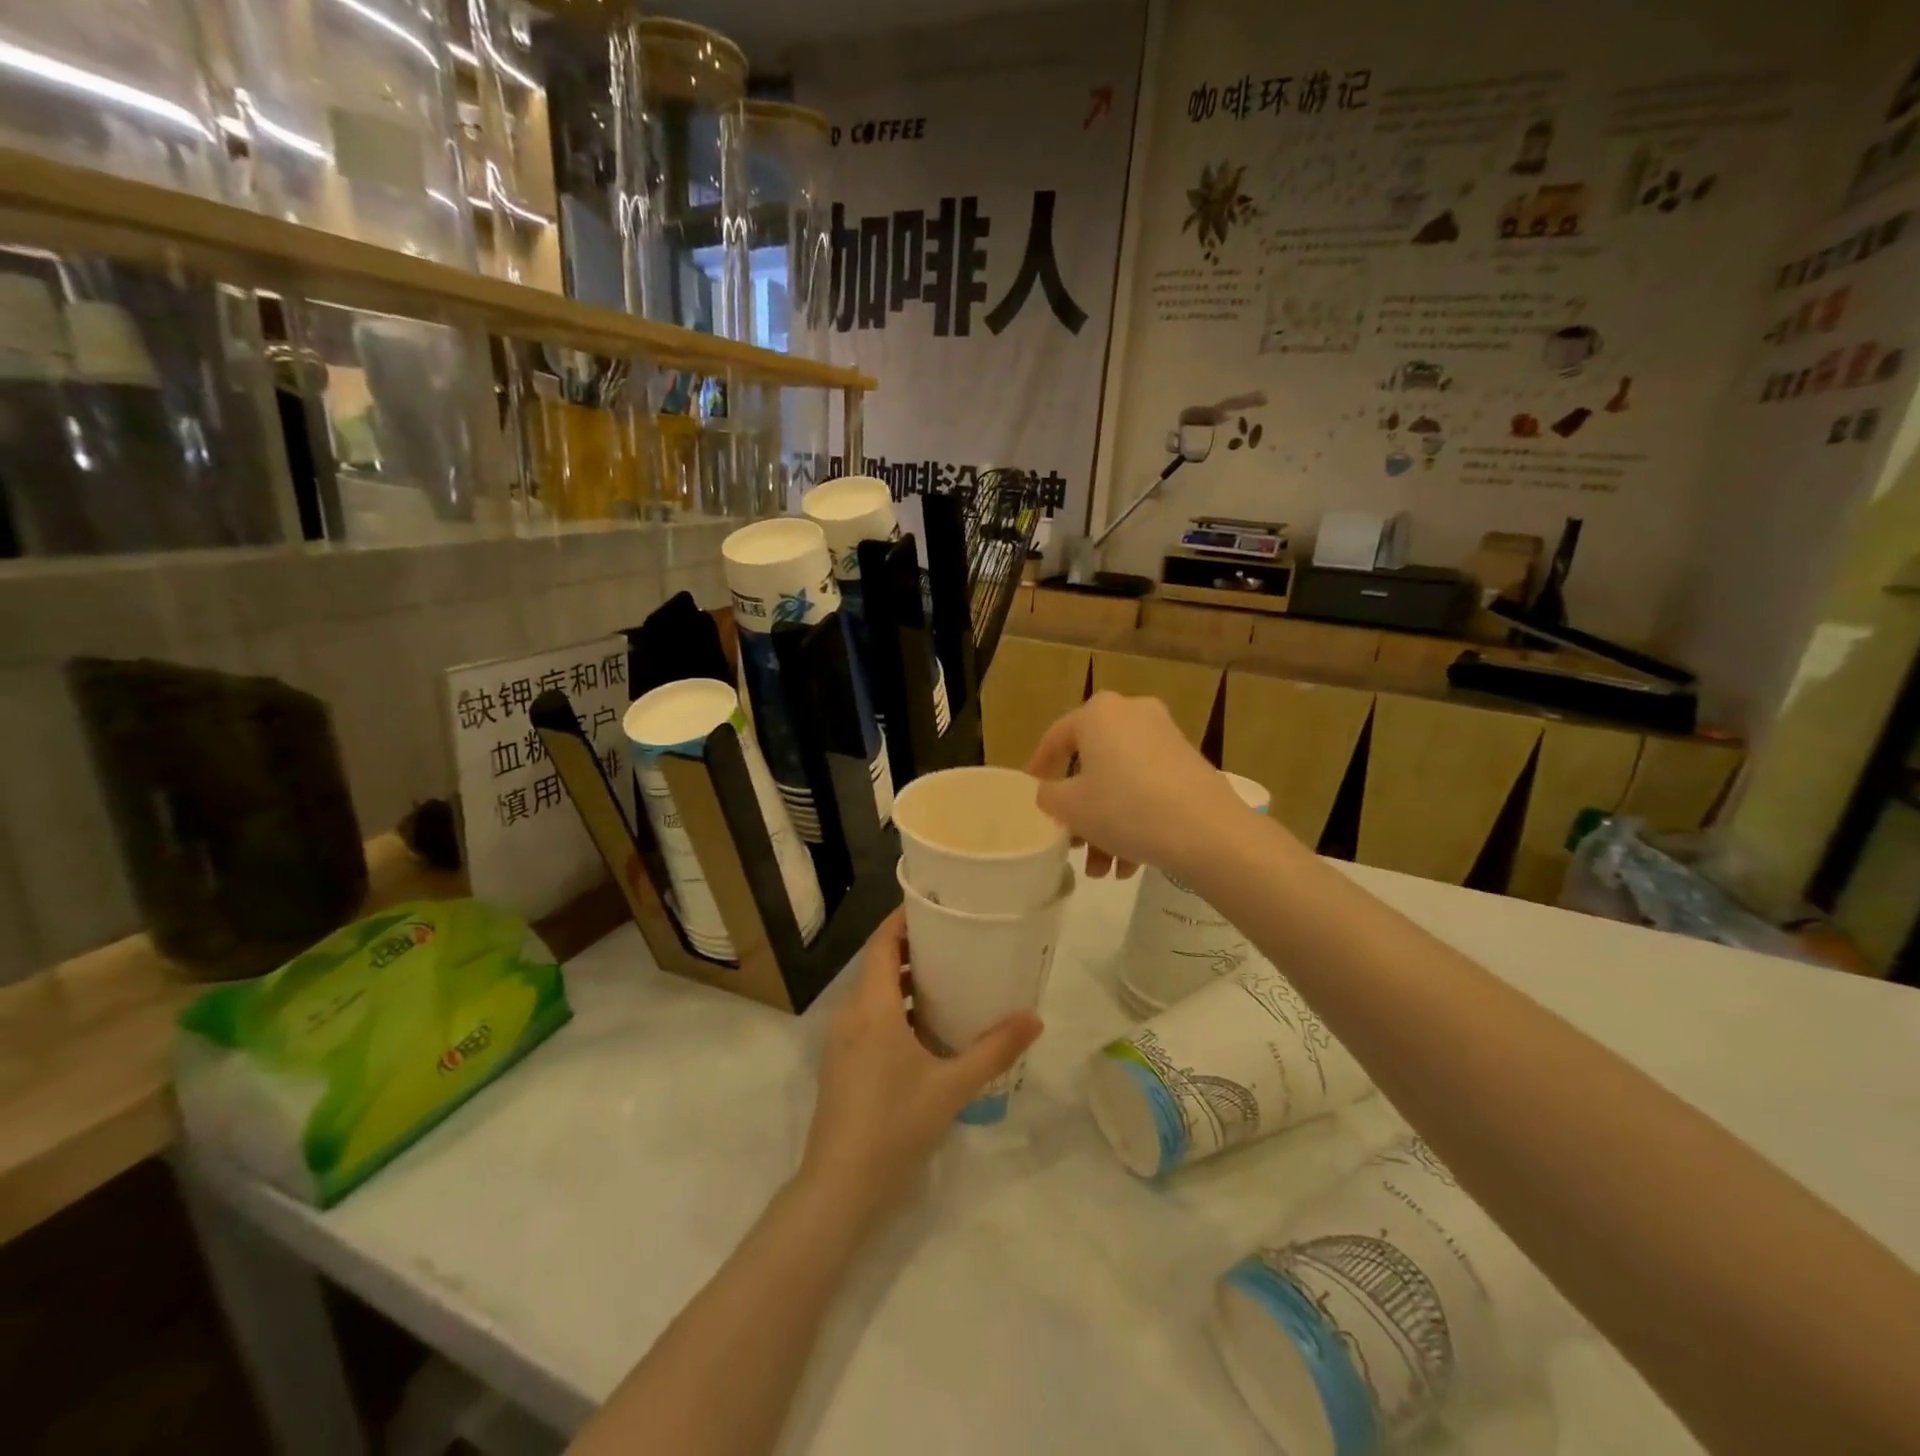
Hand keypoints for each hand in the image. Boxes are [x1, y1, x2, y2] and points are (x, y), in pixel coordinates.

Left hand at [799, 911, 1041, 1221]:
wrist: (840, 1187)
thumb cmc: (895, 1124)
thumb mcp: (952, 1086)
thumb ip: (994, 1050)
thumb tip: (1034, 1019)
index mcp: (872, 1008)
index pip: (881, 944)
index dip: (902, 920)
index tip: (932, 904)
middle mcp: (851, 1015)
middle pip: (877, 965)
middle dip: (911, 949)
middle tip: (953, 940)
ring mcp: (841, 1042)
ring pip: (873, 995)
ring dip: (903, 982)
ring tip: (946, 979)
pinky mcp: (841, 1065)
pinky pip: (868, 1020)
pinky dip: (894, 1010)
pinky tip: (925, 1028)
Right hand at [1026, 692, 1247, 879]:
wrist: (1207, 832)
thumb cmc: (1125, 808)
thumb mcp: (1069, 806)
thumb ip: (1048, 795)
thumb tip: (1051, 793)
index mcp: (1098, 713)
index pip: (1055, 738)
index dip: (1039, 769)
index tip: (1031, 794)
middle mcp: (1133, 713)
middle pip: (1092, 765)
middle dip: (1080, 811)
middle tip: (1072, 843)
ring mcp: (1166, 738)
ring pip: (1121, 782)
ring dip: (1106, 826)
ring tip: (1103, 871)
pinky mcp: (1190, 764)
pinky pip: (1148, 788)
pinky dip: (1135, 820)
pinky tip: (1131, 865)